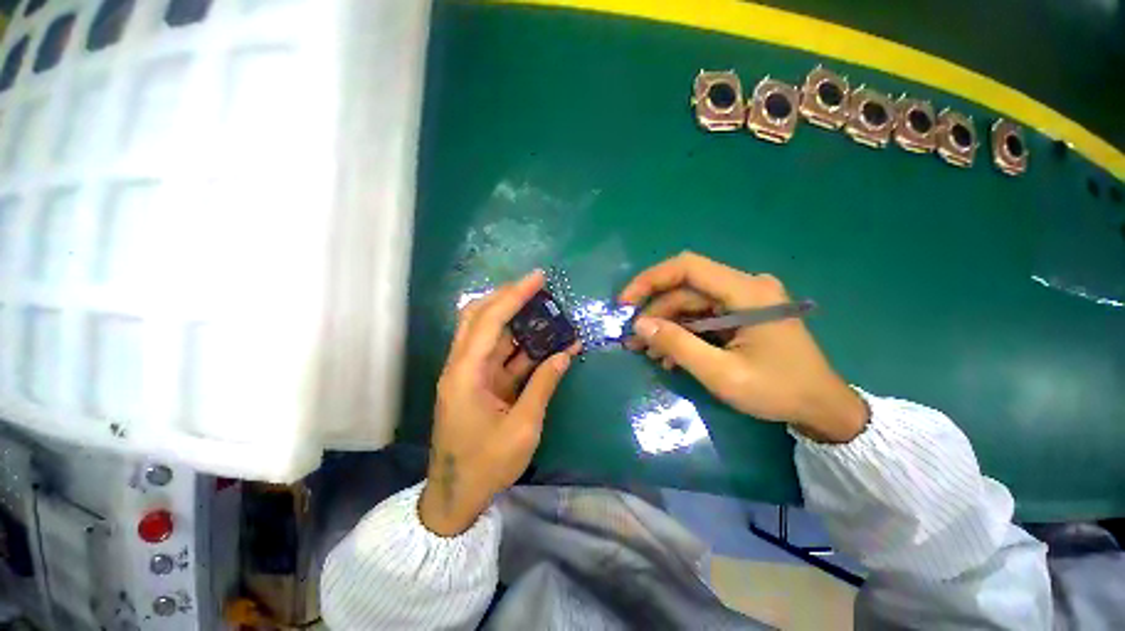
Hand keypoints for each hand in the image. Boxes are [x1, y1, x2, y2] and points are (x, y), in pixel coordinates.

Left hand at [419, 270, 580, 535]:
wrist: (456, 498)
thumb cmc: (487, 465)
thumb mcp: (522, 426)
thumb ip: (543, 384)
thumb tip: (565, 353)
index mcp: (465, 374)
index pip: (489, 321)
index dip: (514, 296)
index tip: (538, 278)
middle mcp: (462, 366)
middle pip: (479, 317)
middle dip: (508, 298)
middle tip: (538, 288)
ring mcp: (469, 375)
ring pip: (490, 334)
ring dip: (517, 321)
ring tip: (546, 310)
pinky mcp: (479, 384)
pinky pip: (501, 356)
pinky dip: (522, 347)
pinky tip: (545, 342)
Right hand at [619, 252, 867, 442]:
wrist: (822, 408)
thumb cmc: (778, 391)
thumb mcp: (722, 373)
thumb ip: (678, 345)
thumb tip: (639, 325)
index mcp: (747, 292)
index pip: (687, 267)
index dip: (650, 280)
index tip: (625, 303)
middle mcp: (745, 287)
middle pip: (686, 290)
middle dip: (654, 313)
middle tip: (632, 339)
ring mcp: (744, 301)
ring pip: (690, 305)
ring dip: (666, 326)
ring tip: (646, 352)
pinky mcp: (741, 316)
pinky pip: (703, 317)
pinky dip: (682, 333)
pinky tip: (669, 355)